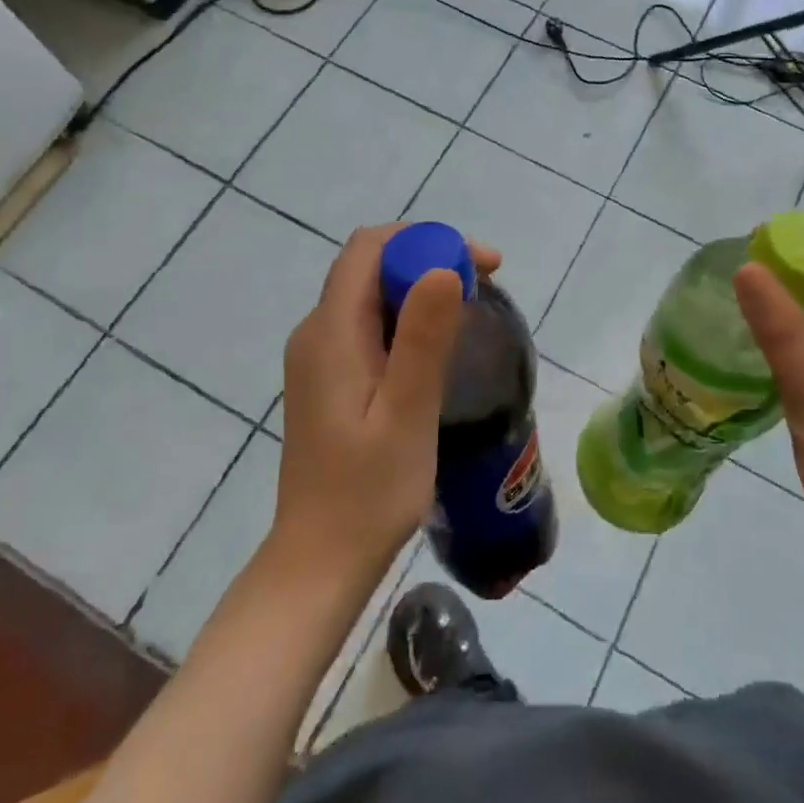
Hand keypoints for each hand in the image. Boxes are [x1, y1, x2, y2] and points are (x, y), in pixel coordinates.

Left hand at [270, 225, 500, 588]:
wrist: (320, 562)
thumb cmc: (367, 494)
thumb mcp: (406, 414)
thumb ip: (422, 339)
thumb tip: (443, 266)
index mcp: (331, 332)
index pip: (371, 249)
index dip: (426, 240)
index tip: (480, 265)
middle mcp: (317, 332)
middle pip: (372, 265)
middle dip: (430, 259)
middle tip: (485, 286)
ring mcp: (320, 357)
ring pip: (372, 293)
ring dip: (421, 287)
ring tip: (471, 311)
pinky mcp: (329, 378)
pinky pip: (369, 323)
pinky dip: (407, 316)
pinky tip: (437, 345)